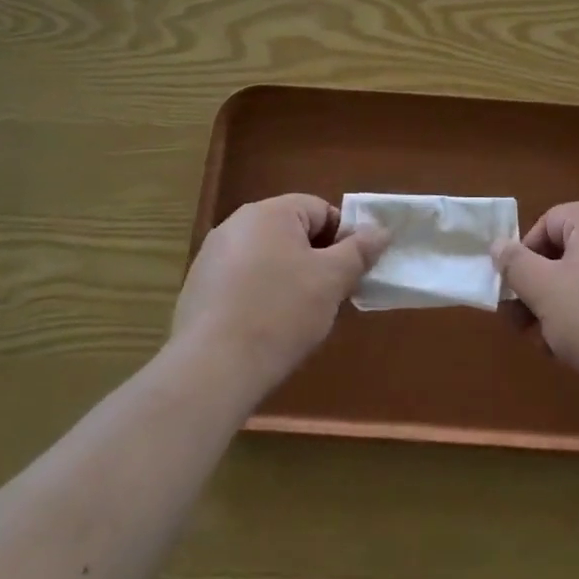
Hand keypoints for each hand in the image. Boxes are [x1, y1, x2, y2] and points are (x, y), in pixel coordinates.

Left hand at [172, 194, 389, 397]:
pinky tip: (265, 329)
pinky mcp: (198, 289)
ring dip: (289, 279)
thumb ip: (360, 250)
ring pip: (268, 259)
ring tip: (298, 318)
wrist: (212, 368)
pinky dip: (260, 297)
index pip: (320, 209)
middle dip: (316, 261)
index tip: (350, 273)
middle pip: (292, 233)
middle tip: (329, 297)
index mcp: (269, 212)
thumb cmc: (281, 312)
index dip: (343, 238)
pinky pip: (242, 282)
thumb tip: (381, 230)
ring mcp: (211, 257)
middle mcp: (236, 224)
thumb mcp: (332, 280)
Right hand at [492, 203, 578, 405]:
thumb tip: (499, 244)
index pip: (546, 223)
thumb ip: (515, 263)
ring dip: (563, 305)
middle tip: (527, 326)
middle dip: (542, 288)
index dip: (525, 257)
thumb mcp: (543, 291)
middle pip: (568, 250)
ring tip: (553, 345)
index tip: (516, 294)